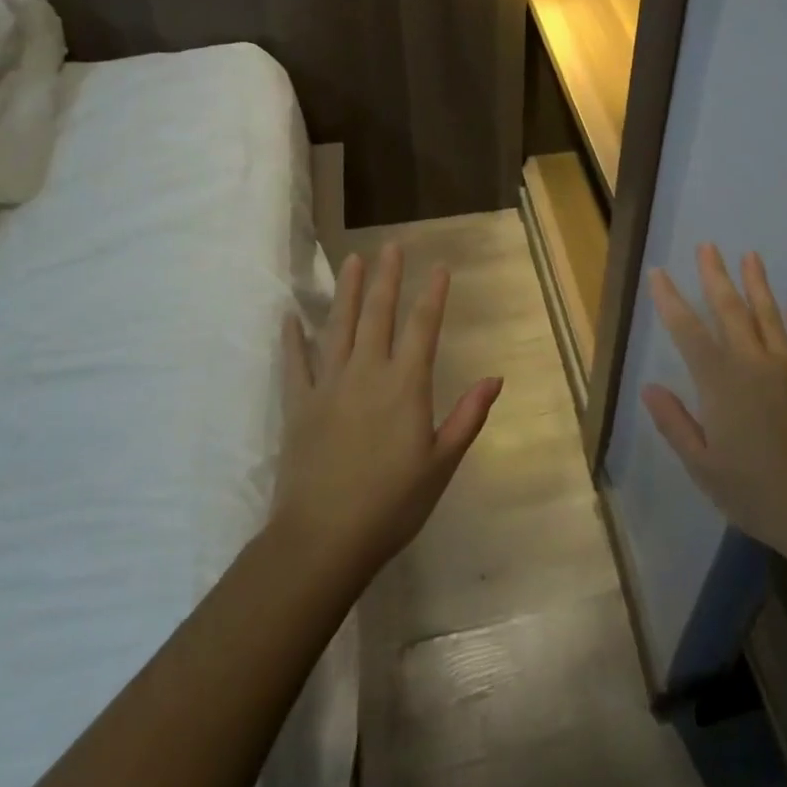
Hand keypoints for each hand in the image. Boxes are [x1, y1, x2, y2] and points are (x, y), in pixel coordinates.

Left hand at [273, 245, 502, 575]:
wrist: (322, 540)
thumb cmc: (392, 504)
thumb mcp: (442, 463)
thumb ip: (467, 416)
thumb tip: (495, 378)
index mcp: (405, 386)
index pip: (423, 327)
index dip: (433, 294)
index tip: (440, 266)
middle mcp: (367, 373)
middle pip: (378, 314)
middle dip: (387, 278)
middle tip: (391, 246)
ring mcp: (328, 386)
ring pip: (338, 327)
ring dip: (347, 292)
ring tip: (352, 261)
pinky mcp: (299, 406)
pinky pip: (295, 364)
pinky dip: (293, 338)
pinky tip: (290, 316)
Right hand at [643, 245, 786, 560]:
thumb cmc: (755, 492)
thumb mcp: (703, 466)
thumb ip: (675, 423)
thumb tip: (649, 388)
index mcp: (720, 383)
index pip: (688, 332)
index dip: (670, 300)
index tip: (659, 273)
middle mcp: (753, 363)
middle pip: (730, 311)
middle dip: (716, 276)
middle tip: (708, 246)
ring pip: (769, 316)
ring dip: (757, 284)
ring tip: (750, 255)